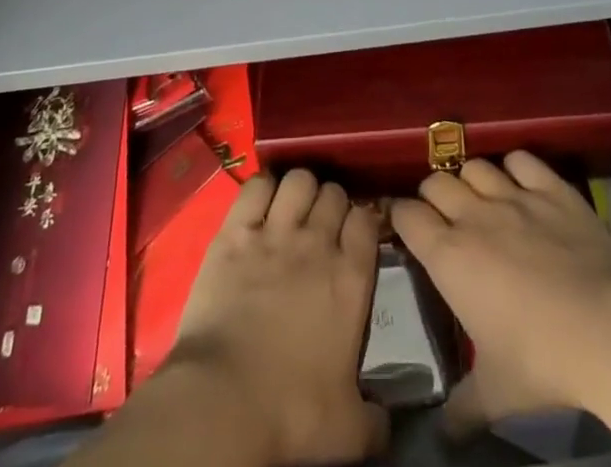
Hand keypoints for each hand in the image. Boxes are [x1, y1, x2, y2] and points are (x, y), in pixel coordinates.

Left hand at [168, 169, 386, 465]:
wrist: (223, 404)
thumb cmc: (291, 414)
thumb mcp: (348, 430)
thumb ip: (376, 419)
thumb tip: (387, 421)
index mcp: (351, 277)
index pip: (366, 219)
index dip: (362, 221)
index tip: (356, 235)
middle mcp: (317, 242)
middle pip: (333, 192)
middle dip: (331, 203)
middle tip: (321, 227)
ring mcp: (274, 231)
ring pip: (299, 179)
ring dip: (300, 189)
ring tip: (293, 209)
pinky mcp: (235, 231)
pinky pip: (256, 186)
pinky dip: (262, 187)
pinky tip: (261, 202)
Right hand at [391, 153, 610, 434]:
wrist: (608, 327)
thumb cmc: (541, 360)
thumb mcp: (495, 394)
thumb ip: (462, 407)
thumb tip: (441, 433)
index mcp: (449, 256)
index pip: (406, 215)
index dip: (401, 217)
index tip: (405, 227)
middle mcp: (473, 215)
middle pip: (436, 181)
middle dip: (433, 195)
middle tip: (443, 216)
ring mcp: (513, 195)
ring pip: (475, 165)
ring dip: (471, 178)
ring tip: (479, 197)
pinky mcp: (550, 187)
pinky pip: (521, 159)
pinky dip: (515, 167)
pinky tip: (521, 182)